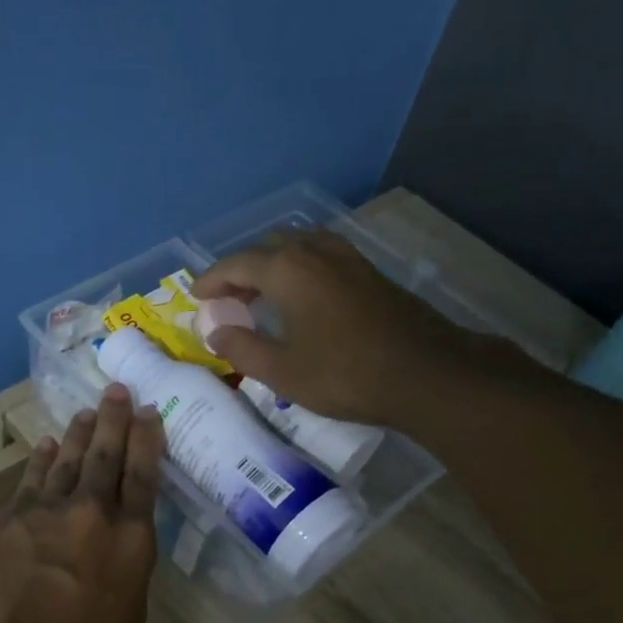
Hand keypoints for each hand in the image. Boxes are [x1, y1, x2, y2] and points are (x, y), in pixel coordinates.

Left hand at [0, 384, 162, 622]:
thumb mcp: (129, 613)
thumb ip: (126, 566)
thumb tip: (117, 542)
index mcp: (132, 539)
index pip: (144, 475)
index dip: (147, 440)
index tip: (148, 412)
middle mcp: (92, 513)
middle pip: (106, 455)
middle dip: (114, 420)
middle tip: (118, 391)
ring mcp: (44, 512)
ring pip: (66, 460)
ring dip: (77, 433)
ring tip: (86, 412)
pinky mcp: (6, 521)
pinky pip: (29, 481)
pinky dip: (40, 461)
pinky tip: (44, 446)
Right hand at [191, 229, 473, 426]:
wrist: (426, 374)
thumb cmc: (345, 374)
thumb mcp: (281, 371)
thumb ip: (242, 348)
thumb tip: (215, 332)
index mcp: (287, 270)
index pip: (236, 264)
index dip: (212, 280)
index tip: (196, 296)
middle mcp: (315, 252)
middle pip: (266, 249)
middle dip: (241, 271)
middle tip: (228, 300)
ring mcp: (347, 258)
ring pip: (298, 247)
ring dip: (273, 266)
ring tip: (262, 295)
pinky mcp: (370, 272)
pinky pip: (321, 257)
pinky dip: (300, 269)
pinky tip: (303, 297)